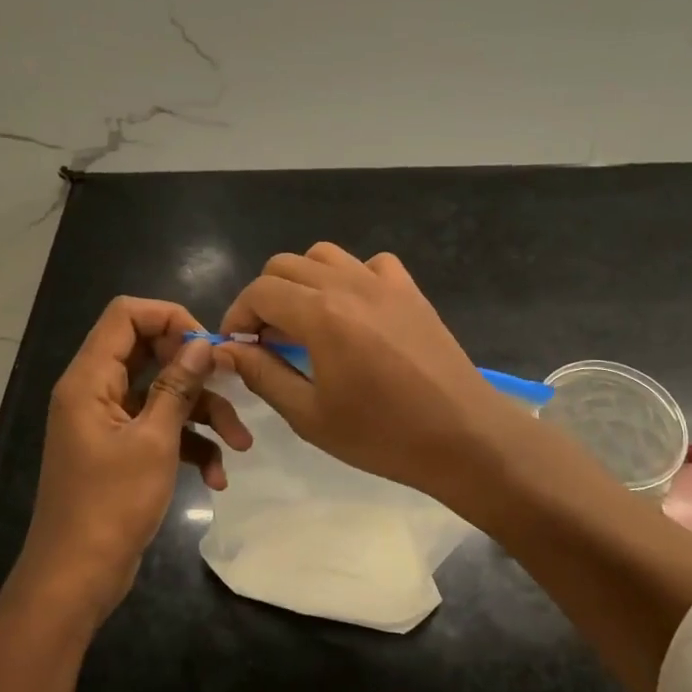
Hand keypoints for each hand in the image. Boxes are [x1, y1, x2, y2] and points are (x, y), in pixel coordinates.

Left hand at [18, 297, 250, 622]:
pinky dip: (189, 445)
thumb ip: (179, 386)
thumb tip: (203, 344)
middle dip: (195, 370)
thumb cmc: (111, 504)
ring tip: (240, 444)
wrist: (77, 578)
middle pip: (149, 352)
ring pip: (162, 394)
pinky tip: (215, 476)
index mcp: (91, 379)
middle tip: (232, 383)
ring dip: (203, 413)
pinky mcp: (121, 449)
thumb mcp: (155, 441)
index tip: (207, 345)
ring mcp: (108, 422)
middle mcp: (96, 391)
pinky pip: (160, 428)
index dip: (169, 318)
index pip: (125, 315)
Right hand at [217, 243, 510, 501]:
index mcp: (321, 314)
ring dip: (302, 281)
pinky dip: (350, 277)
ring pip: (324, 255)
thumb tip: (228, 349)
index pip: (260, 291)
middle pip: (285, 265)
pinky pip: (369, 263)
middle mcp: (349, 284)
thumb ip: (263, 374)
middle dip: (265, 297)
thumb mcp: (310, 415)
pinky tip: (354, 311)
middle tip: (267, 339)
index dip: (238, 315)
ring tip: (305, 322)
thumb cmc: (382, 435)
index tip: (237, 346)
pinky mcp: (410, 290)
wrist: (463, 436)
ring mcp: (384, 282)